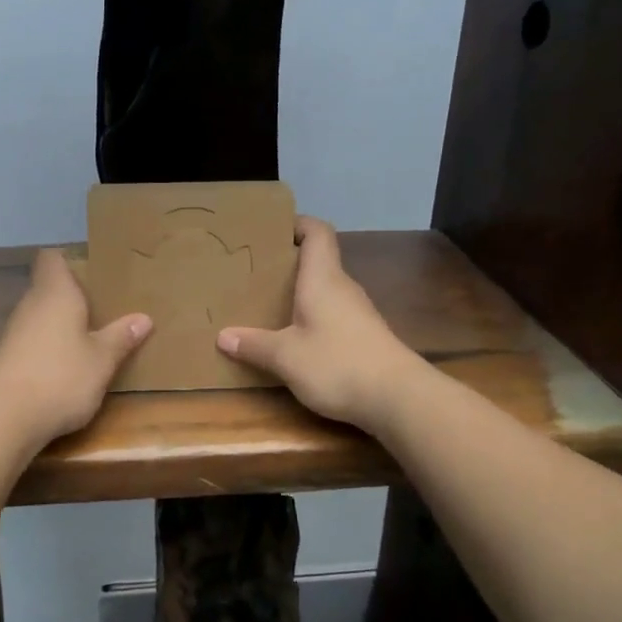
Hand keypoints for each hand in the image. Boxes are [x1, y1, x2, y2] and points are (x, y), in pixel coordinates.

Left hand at [0, 249, 151, 448]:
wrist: (5, 418)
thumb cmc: (61, 377)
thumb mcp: (102, 360)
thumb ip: (121, 337)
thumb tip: (144, 318)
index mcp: (55, 293)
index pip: (52, 258)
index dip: (70, 260)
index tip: (94, 270)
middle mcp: (31, 305)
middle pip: (49, 287)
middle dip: (73, 296)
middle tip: (105, 306)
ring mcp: (15, 333)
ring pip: (42, 316)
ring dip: (62, 324)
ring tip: (92, 336)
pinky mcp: (7, 359)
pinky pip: (34, 341)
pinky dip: (50, 347)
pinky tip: (68, 365)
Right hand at [218, 217, 420, 429]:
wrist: (398, 398)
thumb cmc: (337, 363)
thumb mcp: (286, 357)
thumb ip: (254, 345)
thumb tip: (223, 336)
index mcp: (323, 279)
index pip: (316, 232)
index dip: (296, 224)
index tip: (270, 231)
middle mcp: (342, 288)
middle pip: (318, 261)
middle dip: (287, 264)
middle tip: (254, 273)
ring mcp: (358, 313)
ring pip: (324, 290)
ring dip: (299, 294)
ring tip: (267, 305)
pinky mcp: (365, 337)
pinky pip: (332, 315)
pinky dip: (312, 318)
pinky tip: (295, 338)